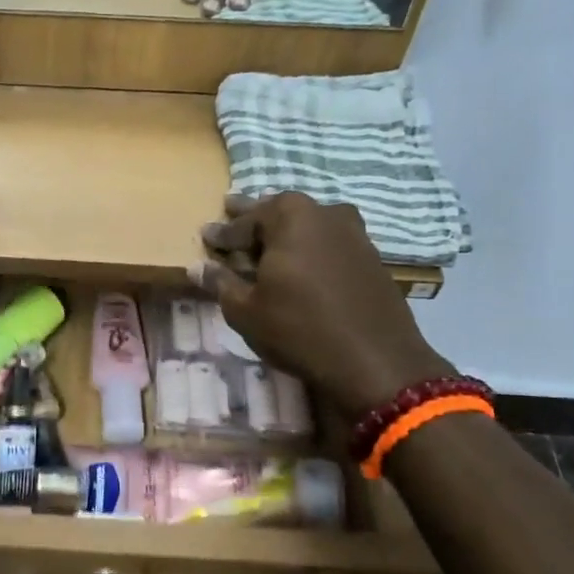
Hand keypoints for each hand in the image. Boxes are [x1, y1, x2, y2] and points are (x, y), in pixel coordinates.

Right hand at [190, 193, 455, 418]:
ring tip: (264, 246)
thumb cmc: (298, 329)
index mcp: (290, 216)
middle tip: (231, 217)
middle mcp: (325, 213)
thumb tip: (198, 266)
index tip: (205, 237)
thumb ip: (221, 283)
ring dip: (284, 236)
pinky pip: (329, 245)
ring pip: (308, 227)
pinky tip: (300, 268)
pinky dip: (309, 251)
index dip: (222, 233)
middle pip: (279, 214)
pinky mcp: (371, 258)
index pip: (244, 222)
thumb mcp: (245, 310)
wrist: (375, 360)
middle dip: (254, 221)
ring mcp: (354, 233)